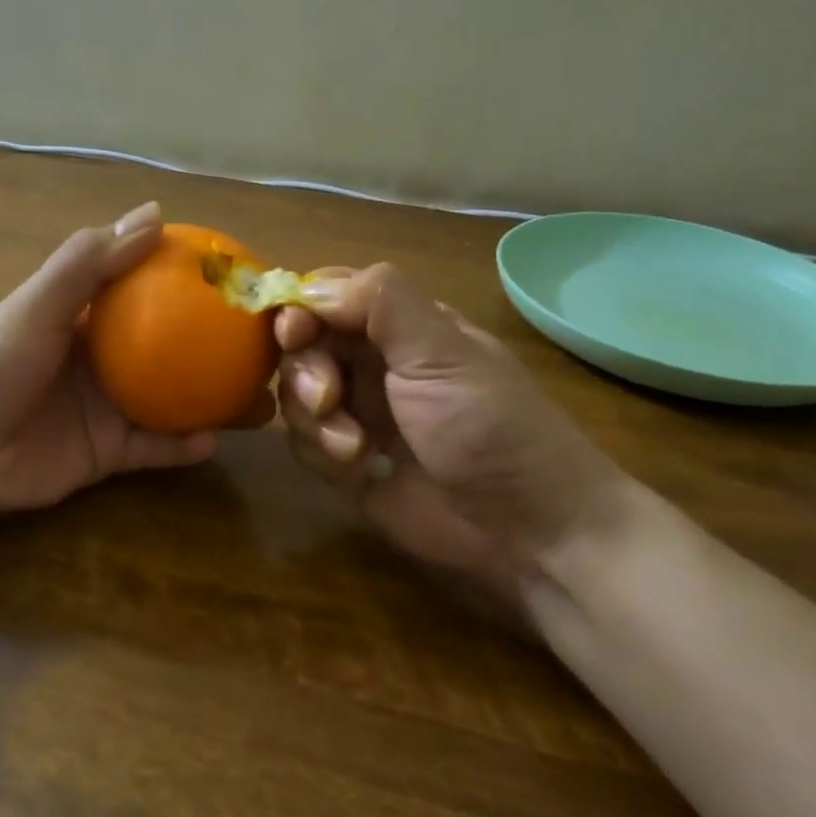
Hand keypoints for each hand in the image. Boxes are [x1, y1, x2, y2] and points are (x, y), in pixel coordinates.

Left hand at [0, 203, 274, 523]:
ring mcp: (111, 408)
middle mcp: (109, 359)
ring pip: (178, 402)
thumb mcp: (34, 305)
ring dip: (218, 402)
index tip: (247, 282)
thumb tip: (154, 213)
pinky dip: (183, 446)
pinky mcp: (107, 454)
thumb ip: (87, 263)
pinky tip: (213, 442)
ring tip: (262, 403)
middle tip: (268, 351)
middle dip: (222, 351)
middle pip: (179, 351)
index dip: (199, 285)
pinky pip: (155, 448)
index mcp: (92, 317)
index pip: (156, 292)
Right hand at [275, 264, 625, 602]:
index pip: (331, 297)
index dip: (302, 310)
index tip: (293, 332)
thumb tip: (311, 289)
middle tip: (328, 398)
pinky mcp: (346, 462)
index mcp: (402, 328)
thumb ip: (380, 304)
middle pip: (304, 346)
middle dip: (307, 372)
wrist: (522, 527)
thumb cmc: (488, 425)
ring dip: (315, 421)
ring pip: (297, 397)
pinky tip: (358, 470)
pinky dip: (322, 454)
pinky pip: (304, 444)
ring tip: (355, 448)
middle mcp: (374, 364)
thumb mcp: (443, 352)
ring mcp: (359, 413)